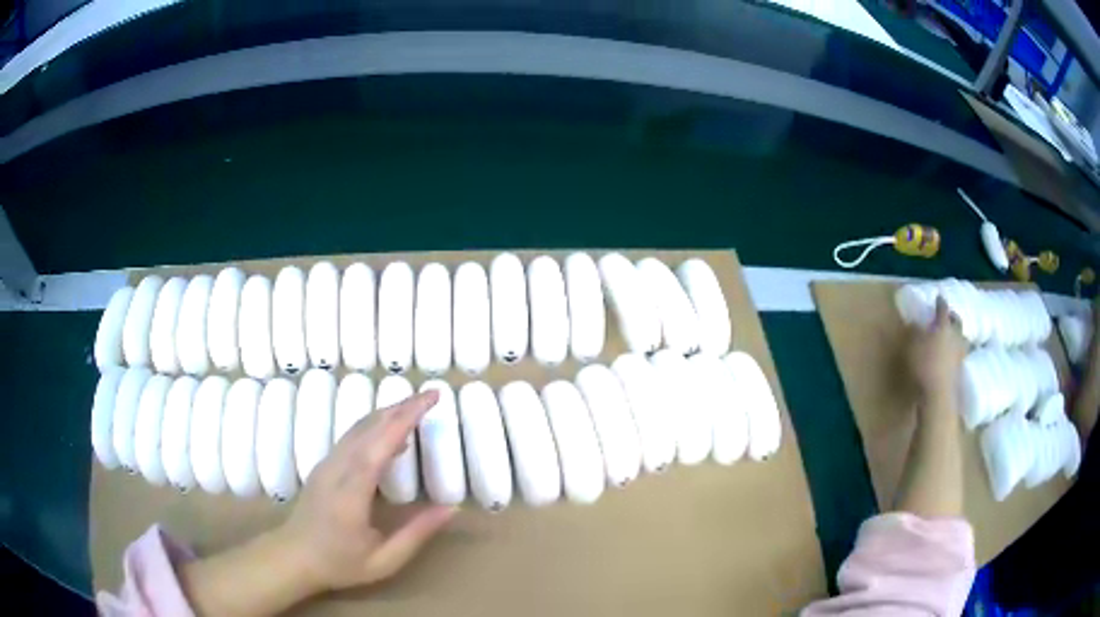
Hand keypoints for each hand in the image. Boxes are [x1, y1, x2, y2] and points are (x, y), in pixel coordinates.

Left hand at [279, 390, 456, 591]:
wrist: (292, 557)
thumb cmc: (339, 563)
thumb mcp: (384, 560)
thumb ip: (417, 534)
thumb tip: (451, 509)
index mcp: (352, 492)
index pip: (380, 444)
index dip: (405, 418)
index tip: (431, 399)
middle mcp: (337, 469)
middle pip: (369, 427)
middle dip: (401, 407)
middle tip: (432, 396)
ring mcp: (327, 464)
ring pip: (358, 428)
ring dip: (387, 413)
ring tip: (416, 407)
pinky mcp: (324, 465)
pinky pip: (352, 438)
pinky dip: (374, 427)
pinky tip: (390, 434)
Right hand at [907, 297, 966, 402]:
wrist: (938, 394)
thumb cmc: (924, 365)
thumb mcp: (913, 346)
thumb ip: (915, 332)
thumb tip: (915, 321)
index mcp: (943, 326)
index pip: (943, 309)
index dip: (940, 302)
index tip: (939, 296)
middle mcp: (955, 336)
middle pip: (957, 322)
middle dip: (952, 317)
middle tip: (948, 316)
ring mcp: (960, 353)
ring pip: (961, 338)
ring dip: (957, 335)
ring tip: (952, 336)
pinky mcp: (960, 369)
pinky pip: (960, 354)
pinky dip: (956, 351)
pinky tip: (951, 355)